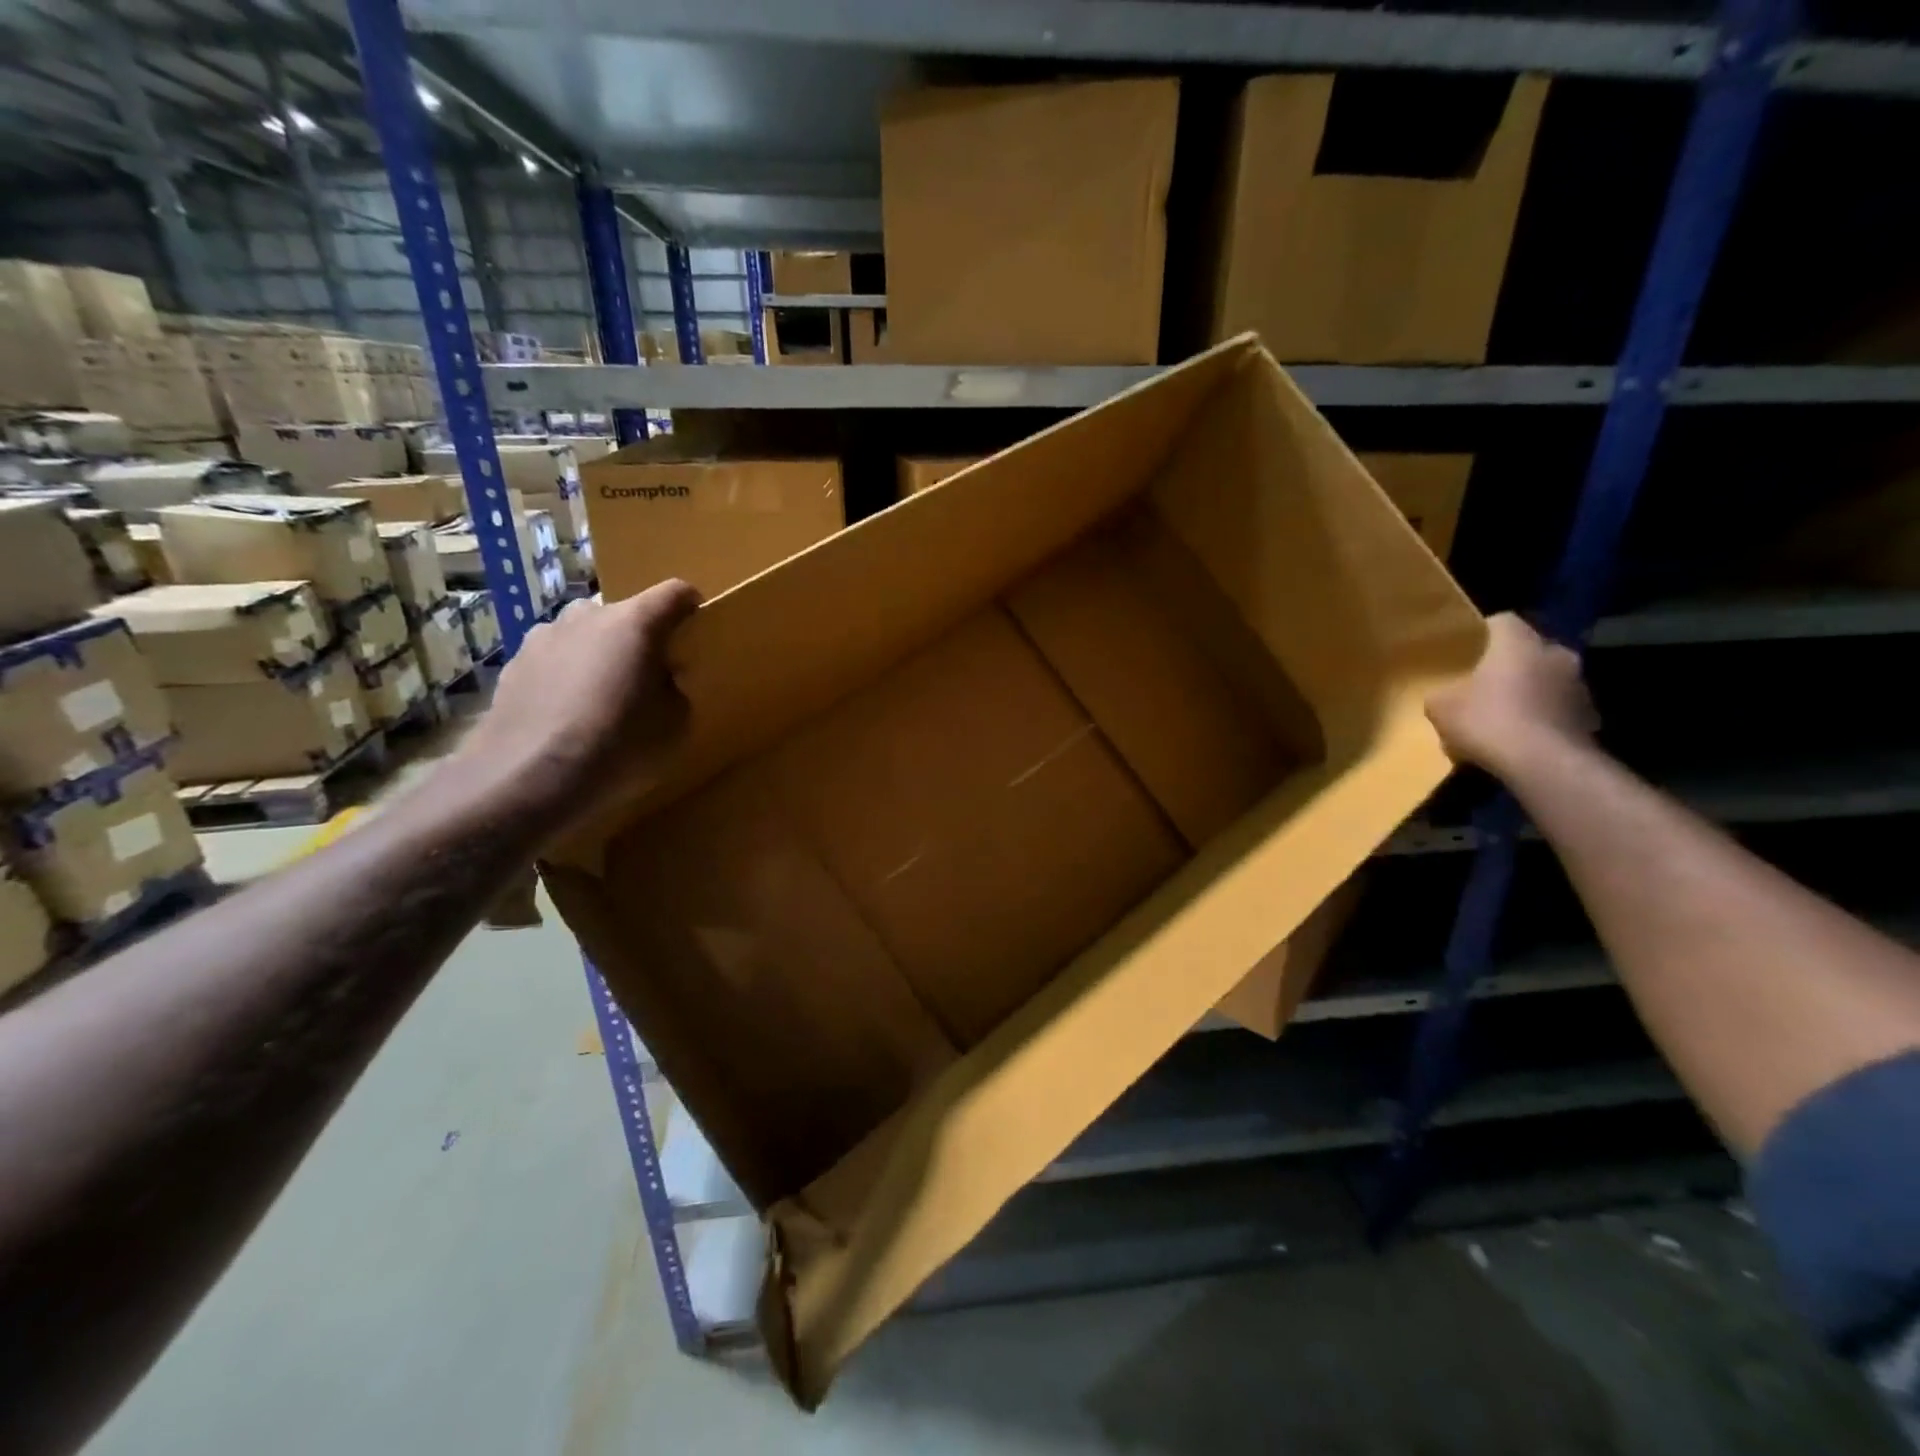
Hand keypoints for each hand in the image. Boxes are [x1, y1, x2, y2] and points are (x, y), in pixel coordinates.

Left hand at [454, 579, 701, 827]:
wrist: (529, 779)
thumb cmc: (620, 745)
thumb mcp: (676, 723)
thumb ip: (675, 689)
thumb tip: (661, 682)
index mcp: (635, 622)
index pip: (675, 593)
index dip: (691, 608)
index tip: (696, 631)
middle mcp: (587, 616)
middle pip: (624, 614)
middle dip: (639, 639)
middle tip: (647, 678)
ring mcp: (543, 637)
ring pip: (584, 635)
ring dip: (598, 654)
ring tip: (601, 698)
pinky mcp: (512, 665)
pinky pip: (553, 661)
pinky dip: (565, 677)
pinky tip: (566, 716)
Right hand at [1426, 612, 1598, 775]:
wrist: (1543, 764)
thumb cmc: (1487, 721)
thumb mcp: (1440, 707)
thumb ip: (1442, 693)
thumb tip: (1445, 696)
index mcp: (1519, 642)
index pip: (1501, 620)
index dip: (1482, 632)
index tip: (1466, 649)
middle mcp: (1555, 653)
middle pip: (1529, 649)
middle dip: (1510, 664)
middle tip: (1484, 683)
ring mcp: (1579, 685)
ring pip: (1548, 679)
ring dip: (1530, 691)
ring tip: (1505, 715)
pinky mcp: (1590, 716)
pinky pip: (1559, 709)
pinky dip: (1544, 717)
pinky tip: (1524, 737)